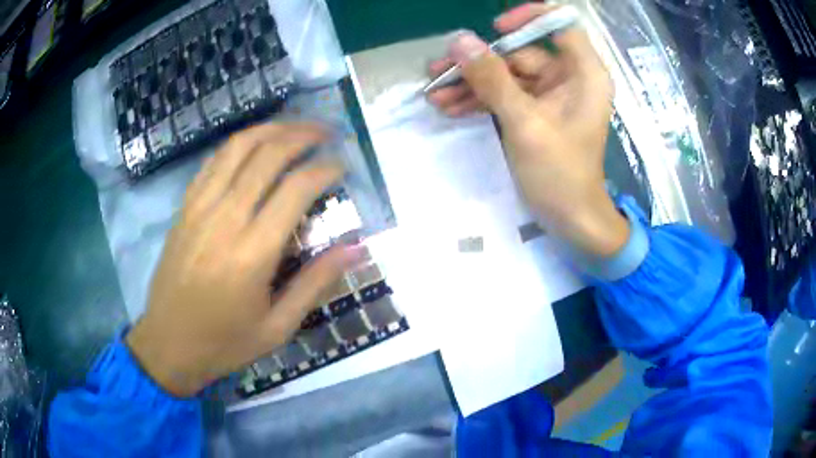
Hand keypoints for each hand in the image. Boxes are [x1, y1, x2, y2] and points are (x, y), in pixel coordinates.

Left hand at [126, 123, 364, 396]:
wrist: (168, 344)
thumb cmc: (225, 342)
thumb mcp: (278, 327)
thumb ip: (316, 283)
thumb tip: (357, 249)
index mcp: (252, 252)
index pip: (296, 189)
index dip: (325, 169)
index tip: (343, 165)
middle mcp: (225, 218)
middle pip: (267, 155)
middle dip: (303, 134)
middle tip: (327, 132)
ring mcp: (200, 208)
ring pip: (238, 148)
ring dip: (271, 129)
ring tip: (295, 127)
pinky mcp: (185, 208)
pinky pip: (213, 161)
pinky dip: (238, 144)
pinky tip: (254, 144)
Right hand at [428, 3, 628, 257]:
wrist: (570, 220)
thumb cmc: (560, 174)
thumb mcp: (525, 124)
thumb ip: (492, 79)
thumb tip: (459, 40)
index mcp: (584, 73)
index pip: (560, 24)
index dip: (529, 18)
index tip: (496, 29)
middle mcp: (569, 77)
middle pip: (521, 52)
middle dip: (479, 63)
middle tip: (438, 70)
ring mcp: (551, 95)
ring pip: (507, 75)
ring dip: (472, 84)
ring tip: (435, 95)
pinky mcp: (536, 111)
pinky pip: (505, 95)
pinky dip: (480, 100)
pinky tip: (450, 107)